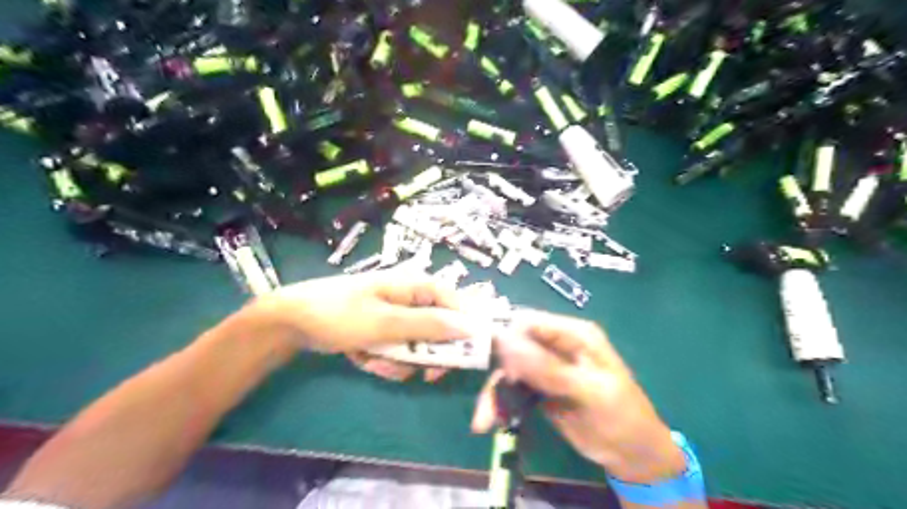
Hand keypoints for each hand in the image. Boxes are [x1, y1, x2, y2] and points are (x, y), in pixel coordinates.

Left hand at [247, 270, 480, 354]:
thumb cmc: (340, 313)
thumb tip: (470, 327)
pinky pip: (397, 350)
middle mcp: (412, 299)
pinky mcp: (383, 329)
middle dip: (426, 354)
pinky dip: (383, 359)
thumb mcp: (386, 322)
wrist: (292, 321)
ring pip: (417, 346)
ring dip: (399, 361)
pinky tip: (362, 358)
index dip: (468, 330)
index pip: (459, 304)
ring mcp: (396, 315)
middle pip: (440, 330)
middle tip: (421, 373)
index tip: (468, 357)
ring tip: (374, 361)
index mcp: (417, 286)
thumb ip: (428, 326)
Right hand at [472, 313, 684, 481]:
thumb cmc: (621, 416)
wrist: (633, 455)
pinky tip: (489, 421)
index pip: (529, 321)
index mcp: (573, 334)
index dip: (504, 334)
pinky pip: (512, 389)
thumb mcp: (590, 391)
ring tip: (484, 421)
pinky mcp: (538, 388)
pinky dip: (500, 403)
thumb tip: (505, 341)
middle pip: (513, 345)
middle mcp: (556, 344)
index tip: (483, 358)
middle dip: (496, 371)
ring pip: (508, 370)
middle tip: (485, 401)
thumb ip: (549, 367)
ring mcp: (546, 367)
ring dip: (494, 393)